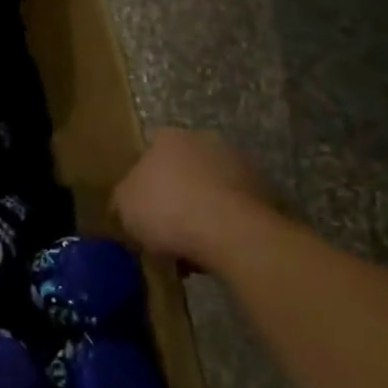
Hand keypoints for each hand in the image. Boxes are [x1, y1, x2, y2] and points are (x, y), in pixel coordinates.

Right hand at [113, 128, 278, 265]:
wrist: (232, 232)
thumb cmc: (168, 210)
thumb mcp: (124, 207)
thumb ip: (122, 199)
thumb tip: (125, 203)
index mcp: (167, 137)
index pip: (149, 155)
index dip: (144, 185)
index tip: (142, 212)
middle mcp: (204, 139)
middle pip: (183, 170)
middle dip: (176, 196)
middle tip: (167, 230)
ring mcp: (239, 162)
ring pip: (211, 189)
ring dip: (203, 211)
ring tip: (193, 248)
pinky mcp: (265, 189)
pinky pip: (234, 208)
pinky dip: (226, 225)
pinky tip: (217, 250)